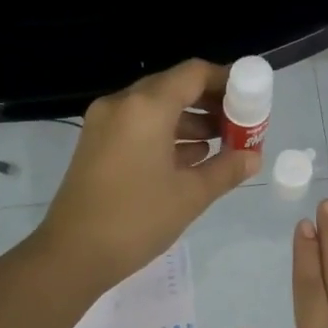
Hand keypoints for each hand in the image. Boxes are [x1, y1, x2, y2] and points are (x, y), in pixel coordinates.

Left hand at [41, 60, 259, 289]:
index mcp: (146, 107)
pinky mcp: (96, 145)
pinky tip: (192, 157)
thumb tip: (253, 158)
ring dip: (189, 121)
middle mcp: (122, 104)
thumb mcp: (191, 196)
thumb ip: (226, 169)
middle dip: (210, 103)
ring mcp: (104, 124)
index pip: (194, 74)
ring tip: (222, 144)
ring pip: (155, 108)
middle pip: (174, 87)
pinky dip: (166, 135)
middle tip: (239, 124)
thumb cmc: (137, 220)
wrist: (73, 254)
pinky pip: (138, 126)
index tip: (251, 99)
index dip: (227, 81)